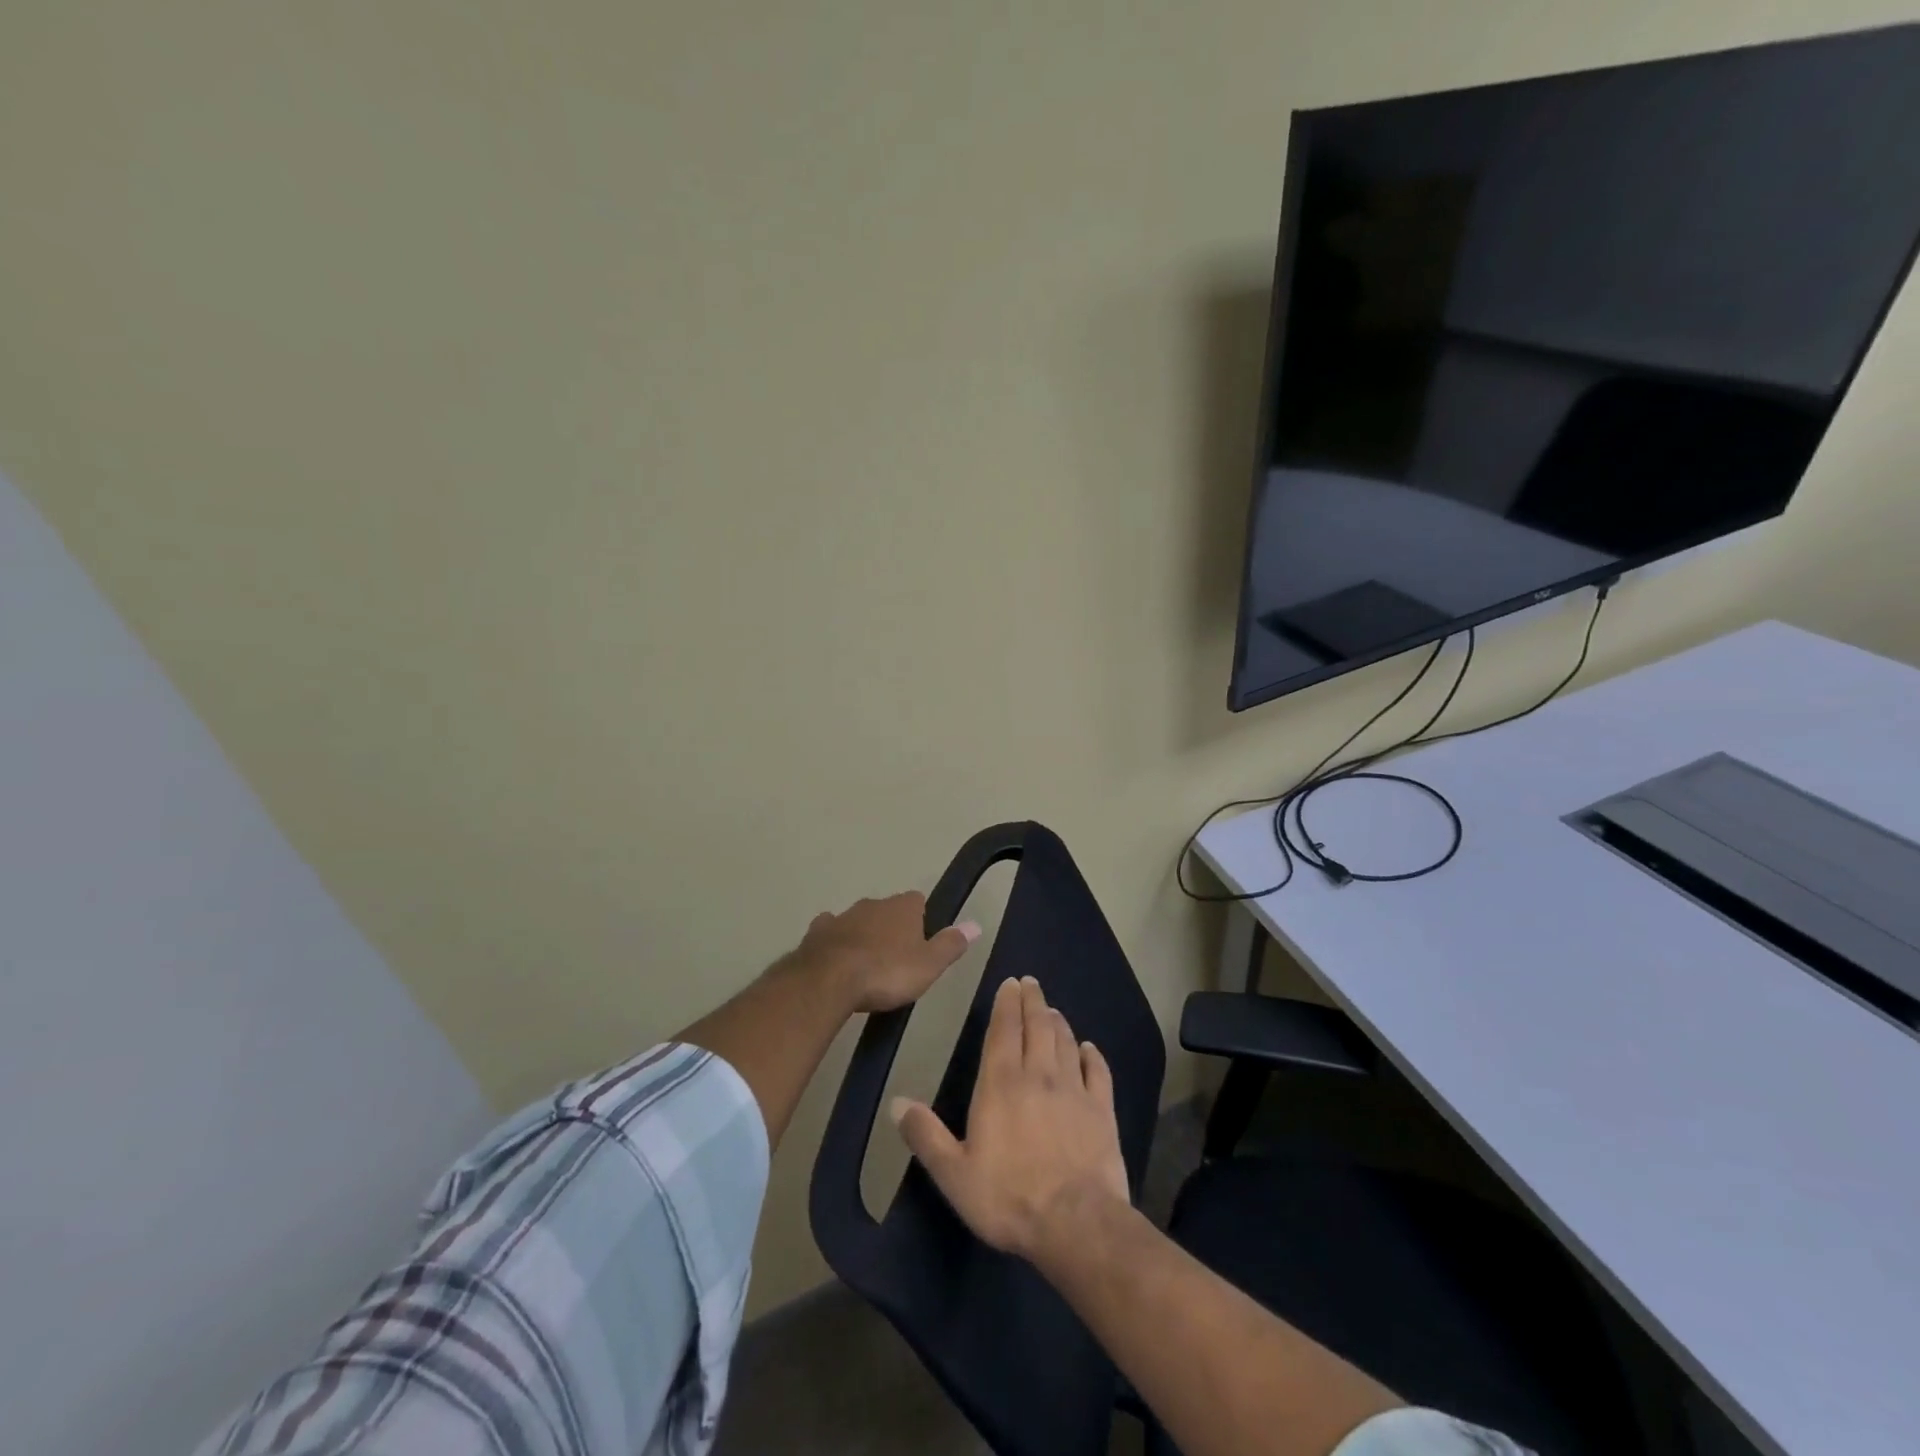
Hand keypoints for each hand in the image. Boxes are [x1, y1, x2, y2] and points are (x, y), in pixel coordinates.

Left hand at [790, 891, 979, 1014]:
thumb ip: (951, 944)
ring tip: (866, 964)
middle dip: (891, 927)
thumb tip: (975, 924)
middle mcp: (873, 903)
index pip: (918, 901)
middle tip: (895, 959)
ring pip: (859, 919)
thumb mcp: (929, 965)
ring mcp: (843, 915)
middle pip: (887, 910)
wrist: (830, 980)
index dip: (921, 919)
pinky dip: (835, 940)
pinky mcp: (819, 931)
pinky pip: (830, 930)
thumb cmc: (887, 972)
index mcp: (903, 907)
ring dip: (863, 934)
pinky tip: (835, 957)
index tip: (921, 943)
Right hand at [891, 975, 1129, 1263]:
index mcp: (1001, 1084)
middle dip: (1032, 1001)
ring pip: (1066, 1043)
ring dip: (1058, 1022)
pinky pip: (1098, 1072)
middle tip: (1031, 982)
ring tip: (1053, 1010)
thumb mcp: (954, 1173)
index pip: (1004, 1030)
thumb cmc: (1008, 1197)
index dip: (1006, 1004)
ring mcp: (1074, 1090)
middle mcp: (1039, 1075)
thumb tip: (896, 1102)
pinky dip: (1093, 1055)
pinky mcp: (1102, 1110)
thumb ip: (926, 1135)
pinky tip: (1089, 1048)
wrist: (1076, 1224)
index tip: (1010, 983)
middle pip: (1037, 1026)